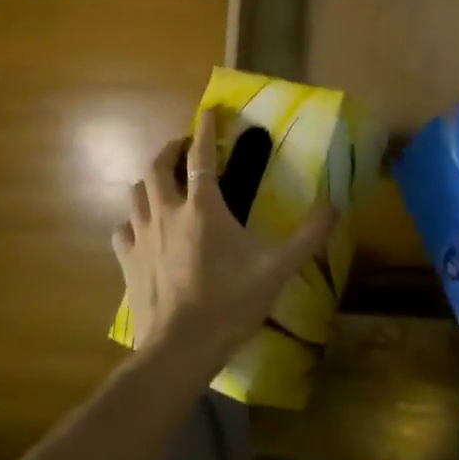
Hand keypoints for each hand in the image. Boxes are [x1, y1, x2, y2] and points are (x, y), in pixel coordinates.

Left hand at [113, 108, 336, 373]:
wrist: (180, 349)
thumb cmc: (230, 302)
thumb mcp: (278, 267)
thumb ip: (309, 234)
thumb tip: (336, 204)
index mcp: (203, 206)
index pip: (200, 154)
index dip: (205, 128)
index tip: (208, 110)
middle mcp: (168, 212)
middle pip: (157, 166)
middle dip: (170, 149)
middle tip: (184, 149)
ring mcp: (142, 237)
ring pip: (136, 193)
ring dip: (150, 181)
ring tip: (163, 183)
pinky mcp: (127, 262)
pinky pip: (122, 229)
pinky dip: (132, 221)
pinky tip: (140, 229)